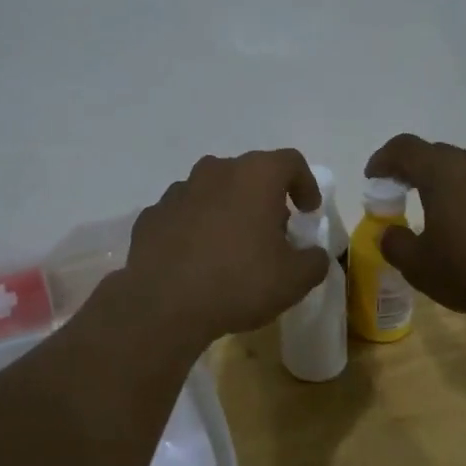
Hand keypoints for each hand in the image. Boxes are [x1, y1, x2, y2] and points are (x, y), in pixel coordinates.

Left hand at [122, 150, 330, 350]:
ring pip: (212, 191)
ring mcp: (178, 191)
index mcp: (254, 176)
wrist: (162, 304)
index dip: (305, 183)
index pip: (290, 162)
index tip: (308, 211)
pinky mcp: (152, 215)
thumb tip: (314, 255)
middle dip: (264, 198)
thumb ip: (314, 261)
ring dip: (227, 210)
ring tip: (232, 247)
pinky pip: (183, 214)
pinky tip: (197, 260)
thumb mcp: (294, 280)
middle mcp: (215, 171)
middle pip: (248, 174)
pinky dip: (195, 228)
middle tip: (272, 232)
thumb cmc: (238, 282)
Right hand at [364, 134, 465, 327]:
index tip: (373, 179)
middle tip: (397, 194)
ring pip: (464, 170)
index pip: (404, 148)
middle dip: (411, 170)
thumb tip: (390, 233)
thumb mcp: (420, 267)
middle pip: (434, 155)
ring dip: (442, 185)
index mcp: (442, 172)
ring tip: (434, 214)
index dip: (383, 159)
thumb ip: (396, 245)